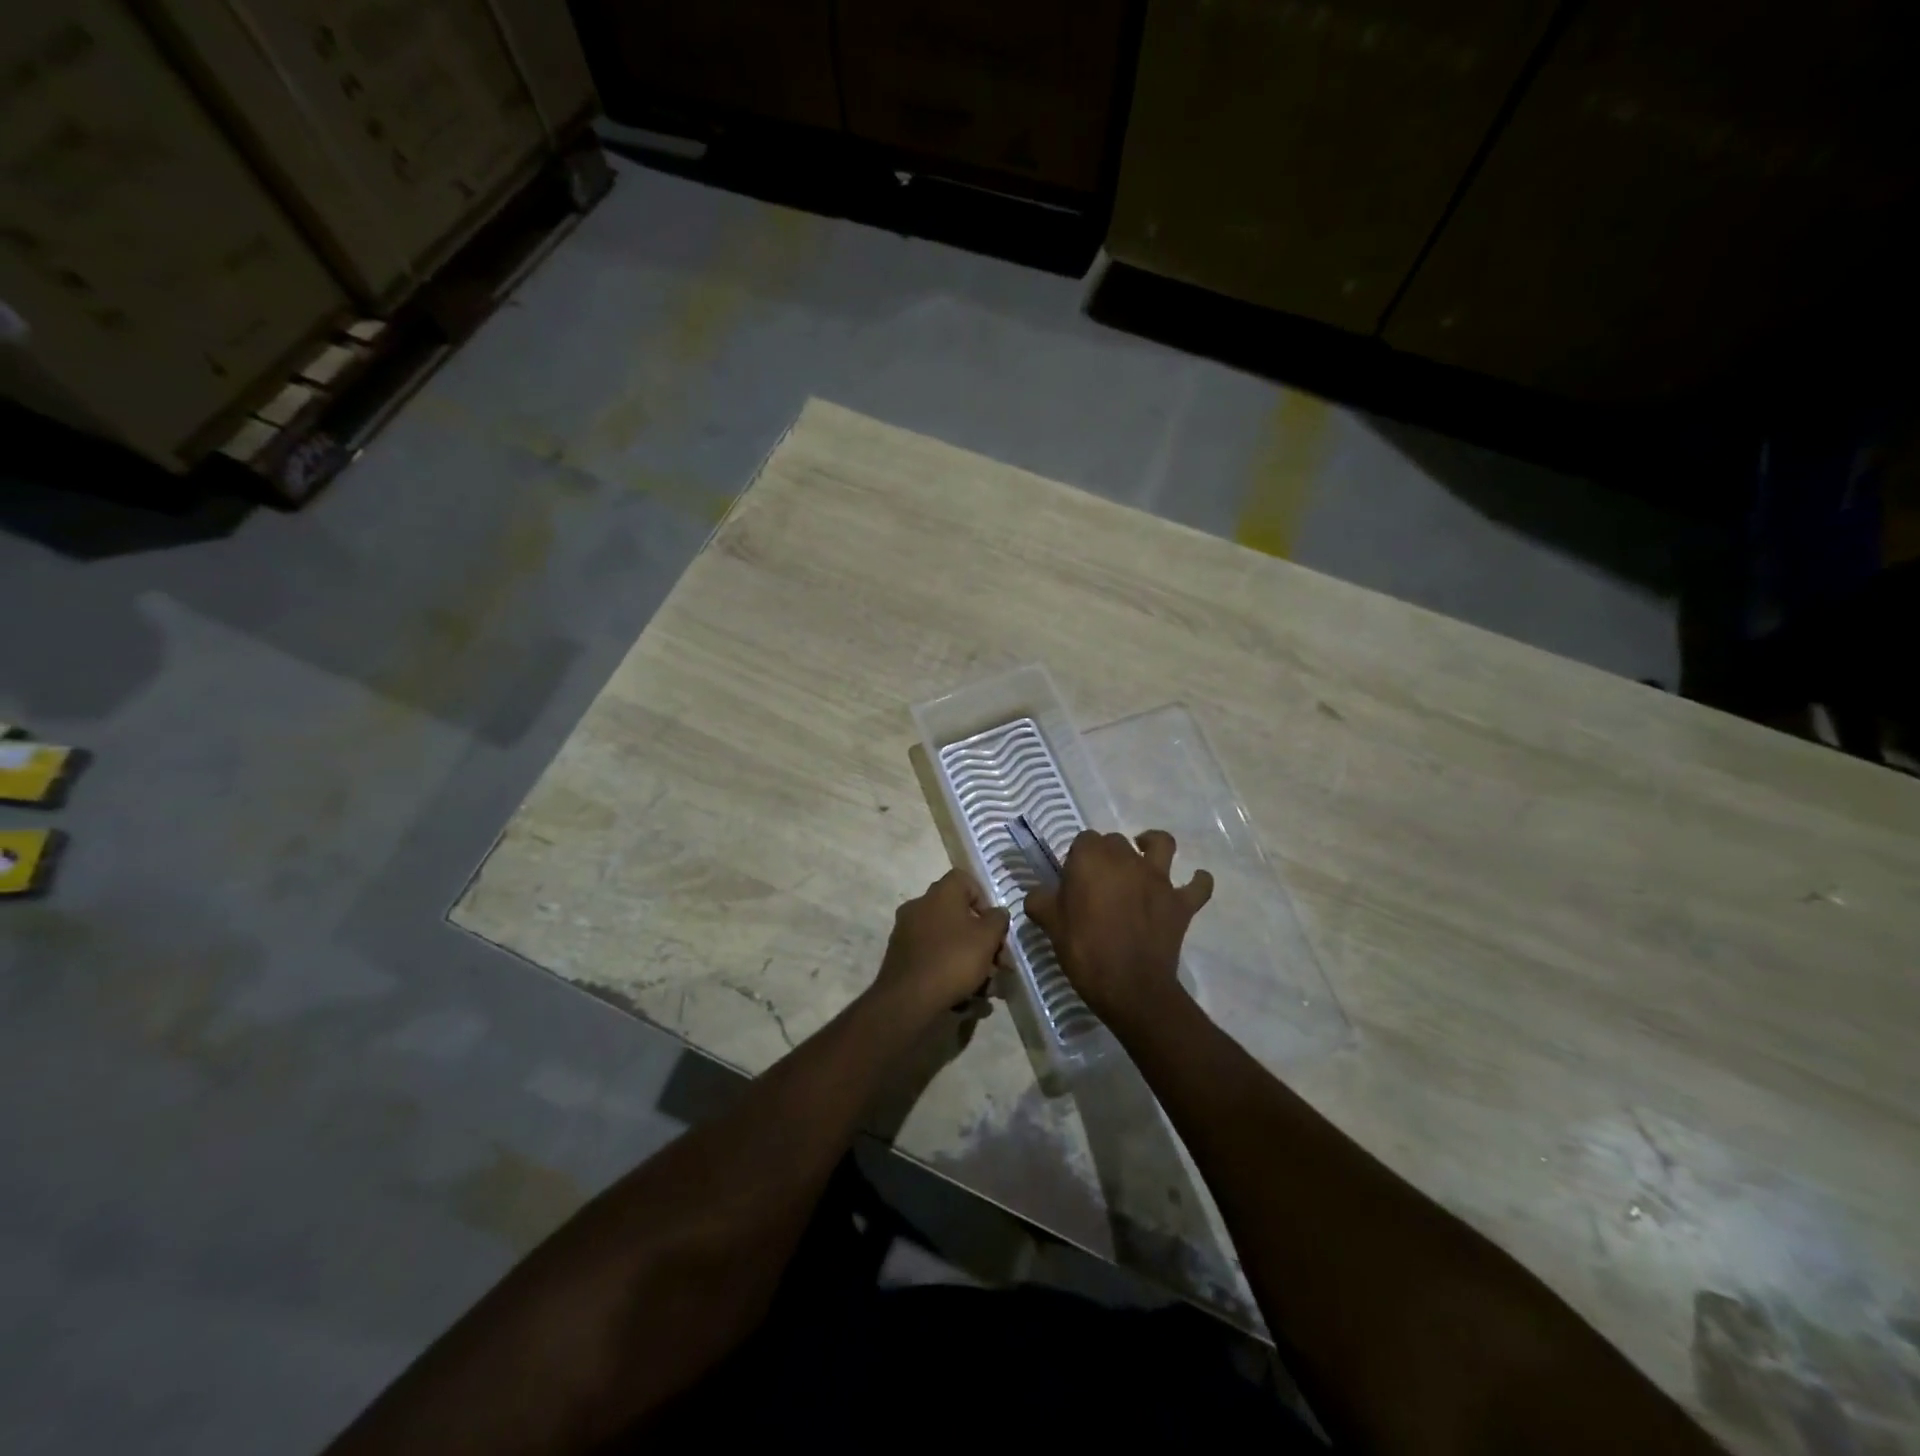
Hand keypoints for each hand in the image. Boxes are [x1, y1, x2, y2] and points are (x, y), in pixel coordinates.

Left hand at [870, 870, 1009, 1020]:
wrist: (908, 999)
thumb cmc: (953, 959)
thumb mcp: (988, 938)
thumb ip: (998, 919)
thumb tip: (996, 913)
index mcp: (940, 893)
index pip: (964, 880)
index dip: (984, 899)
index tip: (994, 926)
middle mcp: (919, 905)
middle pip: (957, 914)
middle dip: (980, 939)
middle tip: (997, 964)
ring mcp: (906, 931)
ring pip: (946, 939)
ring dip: (967, 959)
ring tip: (984, 988)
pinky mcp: (900, 956)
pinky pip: (932, 956)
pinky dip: (948, 970)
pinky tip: (963, 996)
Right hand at [1024, 829, 1212, 1031]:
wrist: (1130, 986)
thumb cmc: (1084, 950)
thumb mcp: (1050, 924)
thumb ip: (1040, 901)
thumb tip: (1037, 894)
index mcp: (1091, 859)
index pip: (1084, 840)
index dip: (1078, 858)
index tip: (1073, 880)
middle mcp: (1127, 859)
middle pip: (1117, 841)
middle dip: (1108, 854)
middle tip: (1099, 881)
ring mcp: (1159, 879)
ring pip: (1162, 844)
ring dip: (1153, 844)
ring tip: (1145, 854)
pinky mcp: (1181, 902)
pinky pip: (1198, 886)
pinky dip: (1198, 881)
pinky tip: (1192, 883)